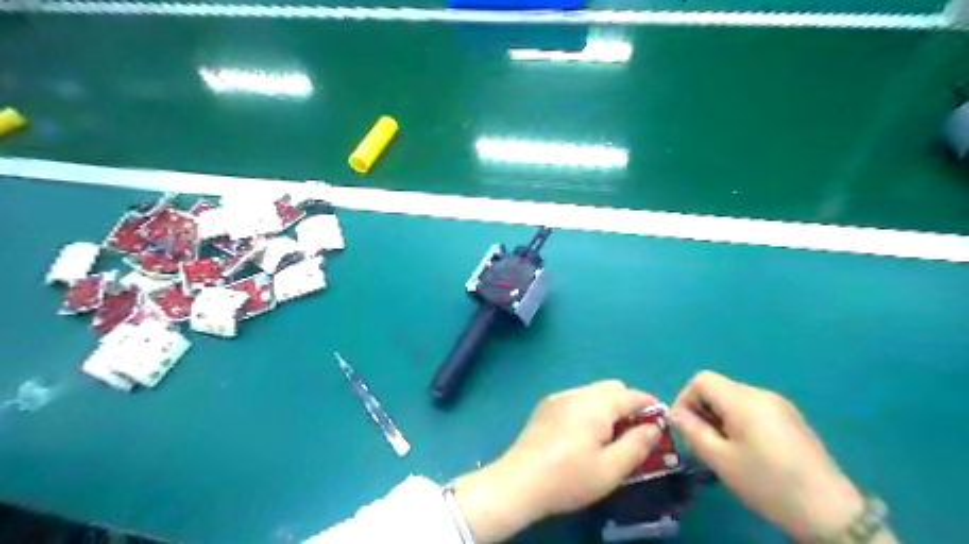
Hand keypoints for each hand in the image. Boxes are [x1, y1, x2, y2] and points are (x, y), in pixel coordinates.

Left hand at [458, 380, 661, 540]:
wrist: (520, 481)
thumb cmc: (569, 478)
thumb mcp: (611, 469)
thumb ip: (637, 445)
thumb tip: (654, 427)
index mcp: (596, 405)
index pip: (631, 395)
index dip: (650, 405)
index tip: (660, 422)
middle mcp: (577, 393)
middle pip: (611, 388)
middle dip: (627, 404)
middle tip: (633, 432)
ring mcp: (558, 397)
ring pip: (592, 392)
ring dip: (606, 406)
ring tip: (607, 435)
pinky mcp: (545, 406)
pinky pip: (575, 398)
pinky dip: (587, 408)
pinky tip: (581, 434)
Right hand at [672, 371, 866, 541]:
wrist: (830, 512)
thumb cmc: (767, 483)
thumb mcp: (719, 459)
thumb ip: (691, 431)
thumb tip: (674, 413)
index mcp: (742, 399)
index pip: (701, 380)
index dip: (685, 398)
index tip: (685, 427)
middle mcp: (761, 394)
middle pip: (718, 388)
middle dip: (702, 411)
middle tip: (703, 443)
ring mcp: (780, 405)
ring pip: (734, 400)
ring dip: (720, 418)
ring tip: (724, 450)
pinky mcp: (791, 419)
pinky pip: (753, 409)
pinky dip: (739, 422)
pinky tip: (748, 452)